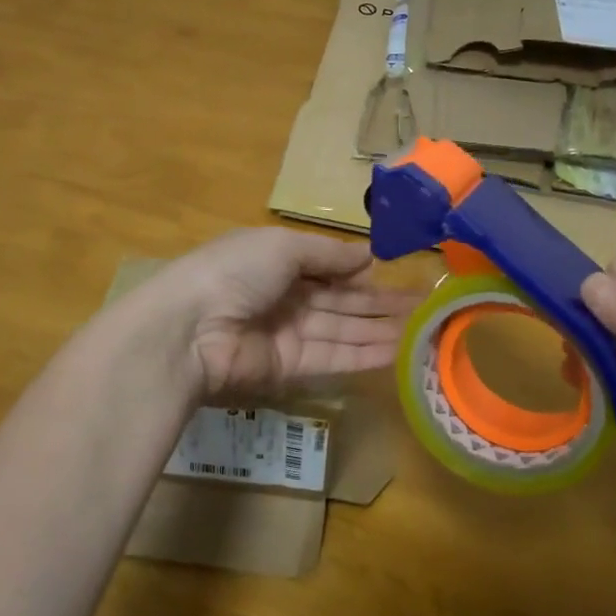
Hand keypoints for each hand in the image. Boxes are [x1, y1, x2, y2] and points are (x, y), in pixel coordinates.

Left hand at [149, 229, 418, 401]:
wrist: (189, 329)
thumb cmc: (235, 271)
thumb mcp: (282, 247)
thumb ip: (327, 254)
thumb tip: (367, 256)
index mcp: (277, 262)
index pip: (328, 268)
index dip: (363, 273)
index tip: (401, 275)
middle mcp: (285, 297)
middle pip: (341, 302)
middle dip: (381, 304)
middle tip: (426, 307)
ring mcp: (287, 334)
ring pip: (343, 331)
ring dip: (381, 331)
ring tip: (424, 329)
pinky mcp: (289, 369)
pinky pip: (333, 358)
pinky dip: (364, 355)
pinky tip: (398, 351)